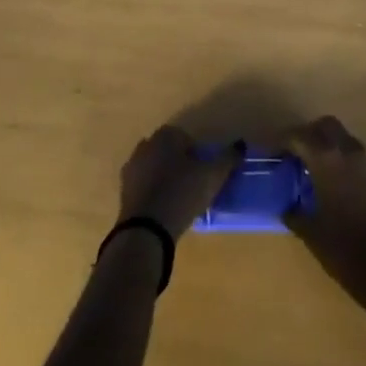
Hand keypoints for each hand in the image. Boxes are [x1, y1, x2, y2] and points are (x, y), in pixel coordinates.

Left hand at [118, 125, 242, 239]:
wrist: (146, 229)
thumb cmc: (182, 193)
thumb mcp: (212, 176)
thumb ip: (228, 158)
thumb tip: (241, 144)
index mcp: (165, 136)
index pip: (183, 136)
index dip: (196, 152)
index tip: (203, 170)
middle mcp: (145, 145)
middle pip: (167, 150)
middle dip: (178, 162)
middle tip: (192, 183)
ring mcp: (131, 168)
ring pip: (153, 167)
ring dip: (164, 177)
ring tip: (179, 198)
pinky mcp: (123, 191)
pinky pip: (143, 185)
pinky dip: (153, 192)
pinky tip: (164, 209)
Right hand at [284, 116, 365, 309]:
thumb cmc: (345, 251)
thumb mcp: (311, 233)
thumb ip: (295, 213)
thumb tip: (287, 207)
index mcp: (327, 161)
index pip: (300, 136)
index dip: (283, 141)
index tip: (272, 152)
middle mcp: (350, 153)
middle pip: (326, 126)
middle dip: (309, 134)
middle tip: (296, 155)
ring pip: (345, 140)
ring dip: (330, 148)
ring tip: (317, 172)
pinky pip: (360, 160)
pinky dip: (346, 165)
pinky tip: (340, 190)